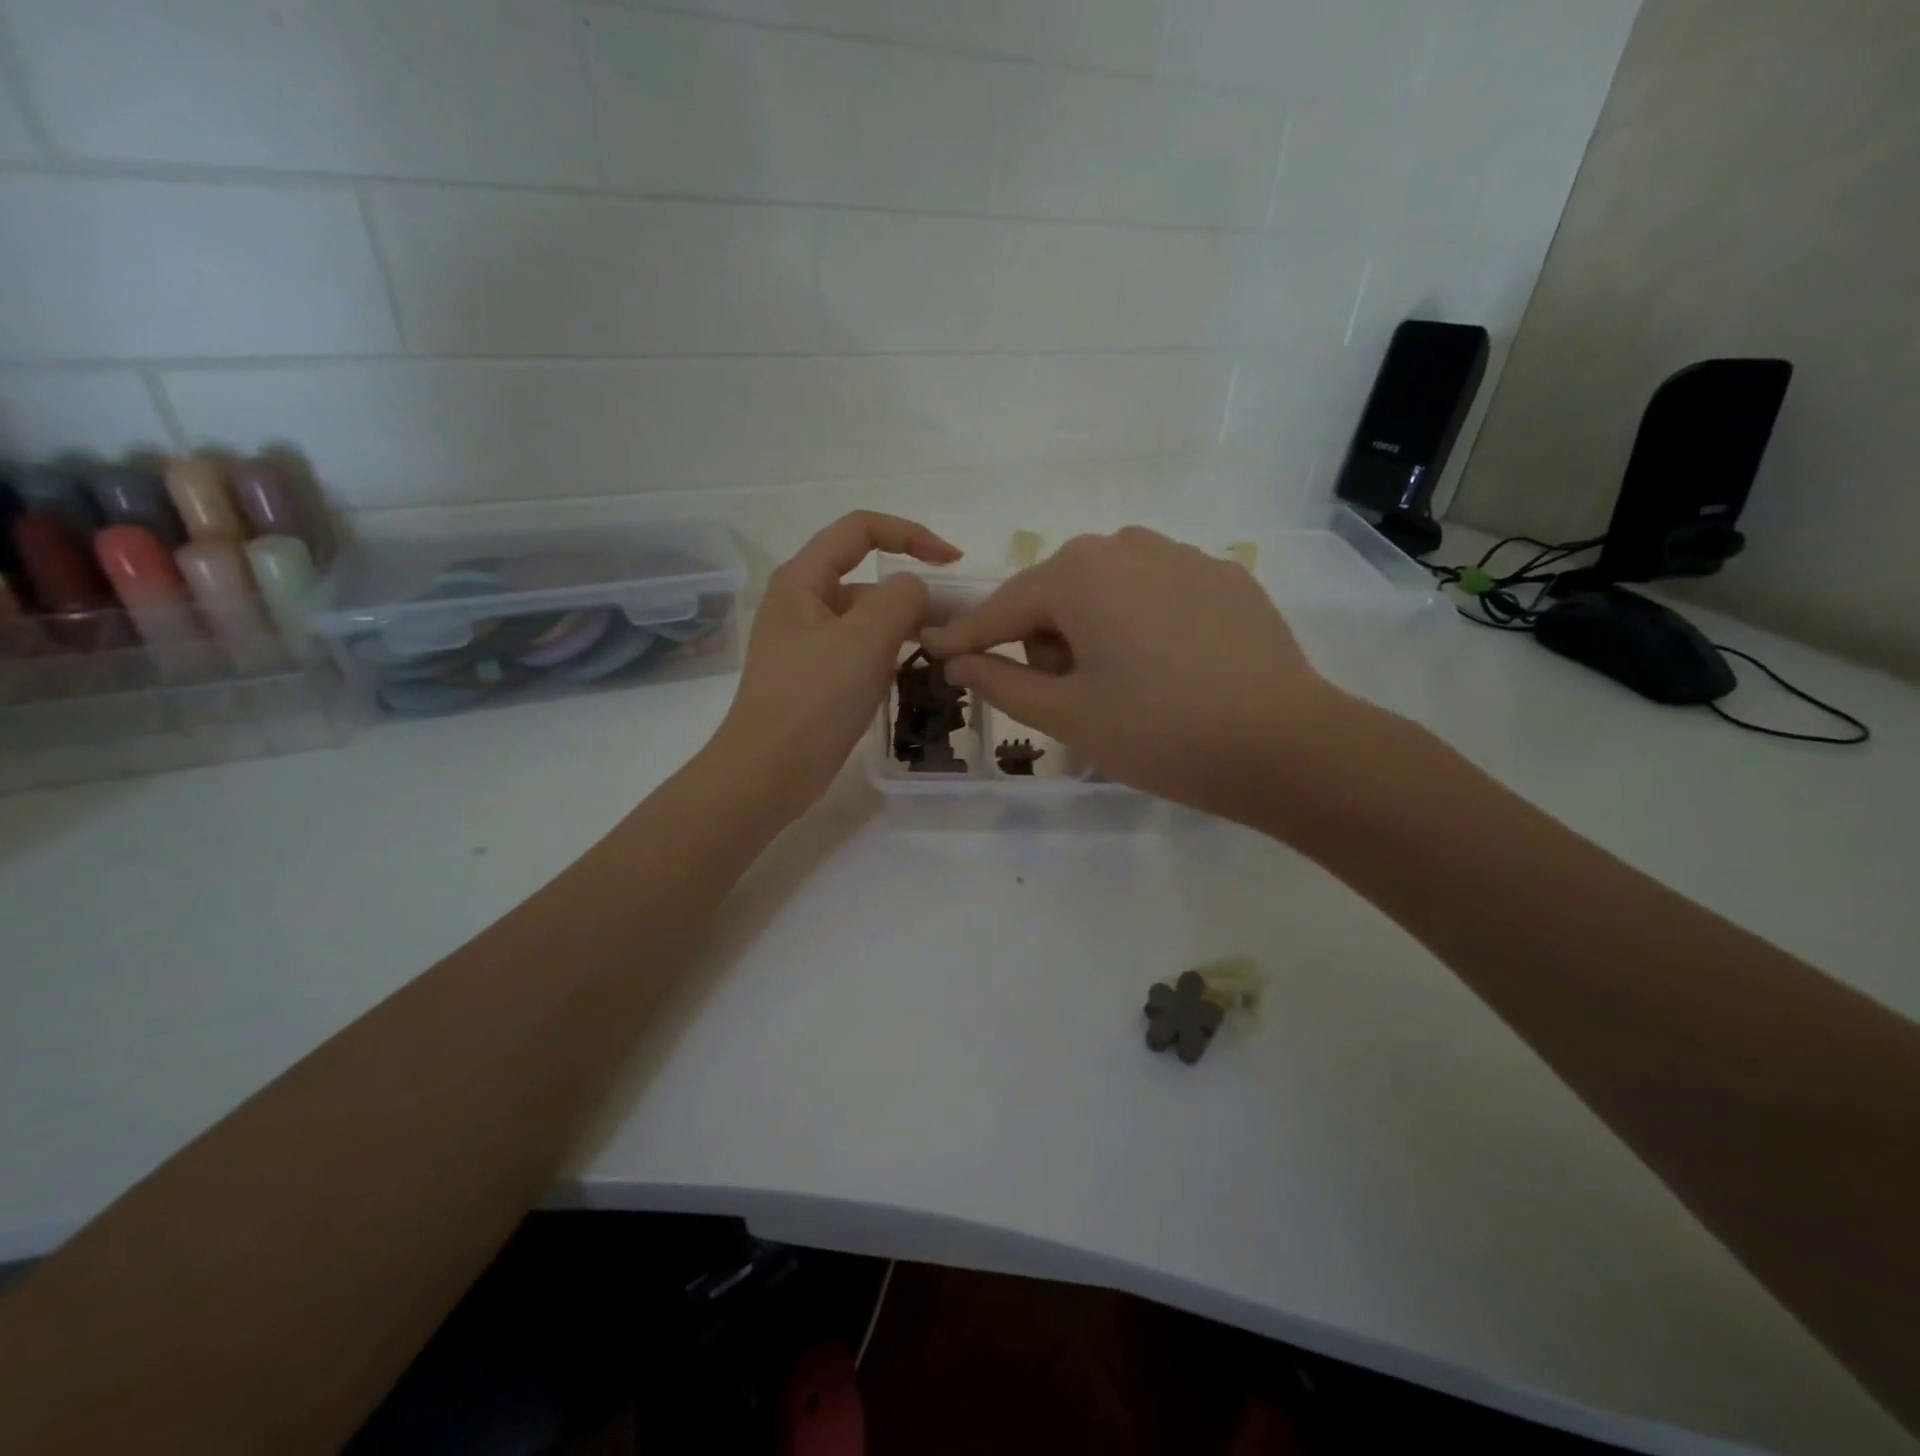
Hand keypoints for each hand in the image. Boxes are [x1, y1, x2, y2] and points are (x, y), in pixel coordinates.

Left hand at [714, 511, 959, 817]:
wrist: (768, 772)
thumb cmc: (814, 699)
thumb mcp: (865, 638)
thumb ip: (902, 598)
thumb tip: (917, 591)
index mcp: (802, 580)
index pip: (860, 529)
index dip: (910, 534)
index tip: (952, 562)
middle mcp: (803, 603)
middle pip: (867, 575)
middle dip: (914, 588)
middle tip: (959, 617)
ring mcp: (809, 642)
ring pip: (868, 616)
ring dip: (907, 623)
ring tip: (947, 645)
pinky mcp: (819, 676)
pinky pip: (862, 649)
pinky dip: (891, 651)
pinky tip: (918, 669)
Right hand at [921, 527, 1339, 820]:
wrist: (1285, 744)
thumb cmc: (1158, 731)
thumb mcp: (1066, 715)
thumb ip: (1000, 681)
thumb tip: (958, 659)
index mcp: (1078, 574)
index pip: (1002, 608)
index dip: (966, 637)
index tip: (934, 650)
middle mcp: (1125, 545)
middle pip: (1055, 594)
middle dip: (1045, 641)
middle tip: (1070, 696)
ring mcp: (1181, 555)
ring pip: (1105, 590)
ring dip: (1092, 631)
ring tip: (1122, 684)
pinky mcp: (1222, 576)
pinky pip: (1154, 593)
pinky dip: (1141, 624)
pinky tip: (1172, 668)